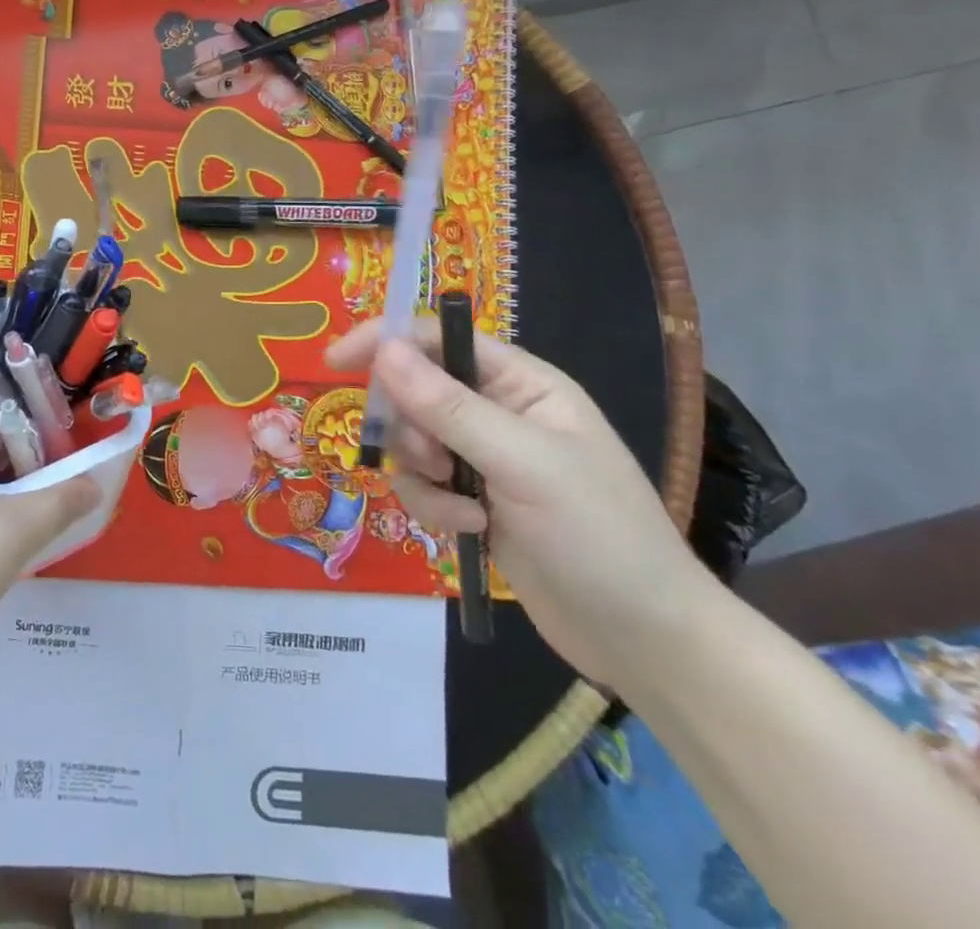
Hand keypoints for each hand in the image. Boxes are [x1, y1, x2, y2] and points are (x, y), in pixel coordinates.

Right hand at [324, 320, 713, 689]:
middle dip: (412, 428)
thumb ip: (449, 407)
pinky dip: (433, 507)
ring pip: (412, 442)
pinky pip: (421, 485)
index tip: (336, 362)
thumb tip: (383, 350)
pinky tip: (471, 531)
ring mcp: (483, 458)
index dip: (385, 341)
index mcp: (521, 382)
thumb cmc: (600, 535)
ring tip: (463, 507)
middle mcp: (498, 410)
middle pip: (415, 390)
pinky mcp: (472, 501)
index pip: (438, 338)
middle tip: (432, 461)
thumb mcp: (523, 463)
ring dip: (423, 475)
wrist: (644, 640)